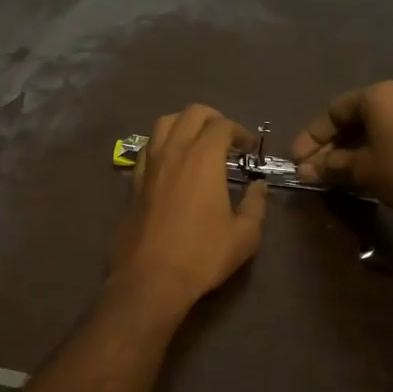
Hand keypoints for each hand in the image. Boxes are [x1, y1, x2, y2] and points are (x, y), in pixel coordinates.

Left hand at [110, 105, 267, 313]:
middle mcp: (173, 151)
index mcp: (203, 158)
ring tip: (197, 143)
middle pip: (191, 113)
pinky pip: (148, 147)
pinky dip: (163, 144)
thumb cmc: (202, 255)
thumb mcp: (244, 235)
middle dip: (213, 118)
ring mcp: (149, 164)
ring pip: (163, 123)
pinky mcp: (133, 181)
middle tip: (226, 139)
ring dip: (184, 124)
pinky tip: (172, 163)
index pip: (222, 126)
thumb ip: (255, 205)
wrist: (150, 277)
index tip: (249, 147)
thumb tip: (259, 187)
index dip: (240, 131)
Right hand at [290, 80, 392, 210]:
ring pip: (374, 127)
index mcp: (377, 94)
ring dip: (351, 149)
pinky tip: (364, 170)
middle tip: (313, 170)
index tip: (297, 161)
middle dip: (330, 145)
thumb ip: (329, 166)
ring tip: (336, 174)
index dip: (310, 137)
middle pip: (353, 118)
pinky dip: (374, 149)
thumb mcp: (360, 169)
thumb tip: (304, 170)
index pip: (332, 111)